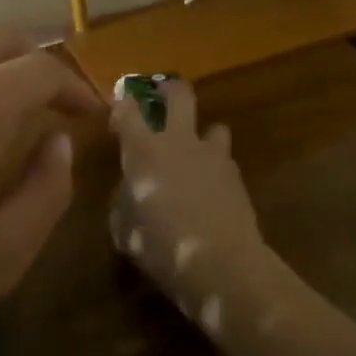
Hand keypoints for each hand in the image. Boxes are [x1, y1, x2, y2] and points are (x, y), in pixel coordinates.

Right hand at [108, 78, 262, 313]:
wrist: (223, 264)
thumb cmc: (160, 244)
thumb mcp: (123, 228)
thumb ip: (123, 200)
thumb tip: (128, 191)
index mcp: (144, 148)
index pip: (129, 108)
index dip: (122, 106)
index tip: (117, 118)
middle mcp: (179, 141)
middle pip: (178, 94)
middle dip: (168, 90)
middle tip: (159, 99)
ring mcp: (213, 155)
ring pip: (213, 126)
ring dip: (202, 135)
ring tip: (194, 155)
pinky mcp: (237, 177)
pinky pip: (224, 161)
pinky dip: (215, 169)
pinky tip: (209, 192)